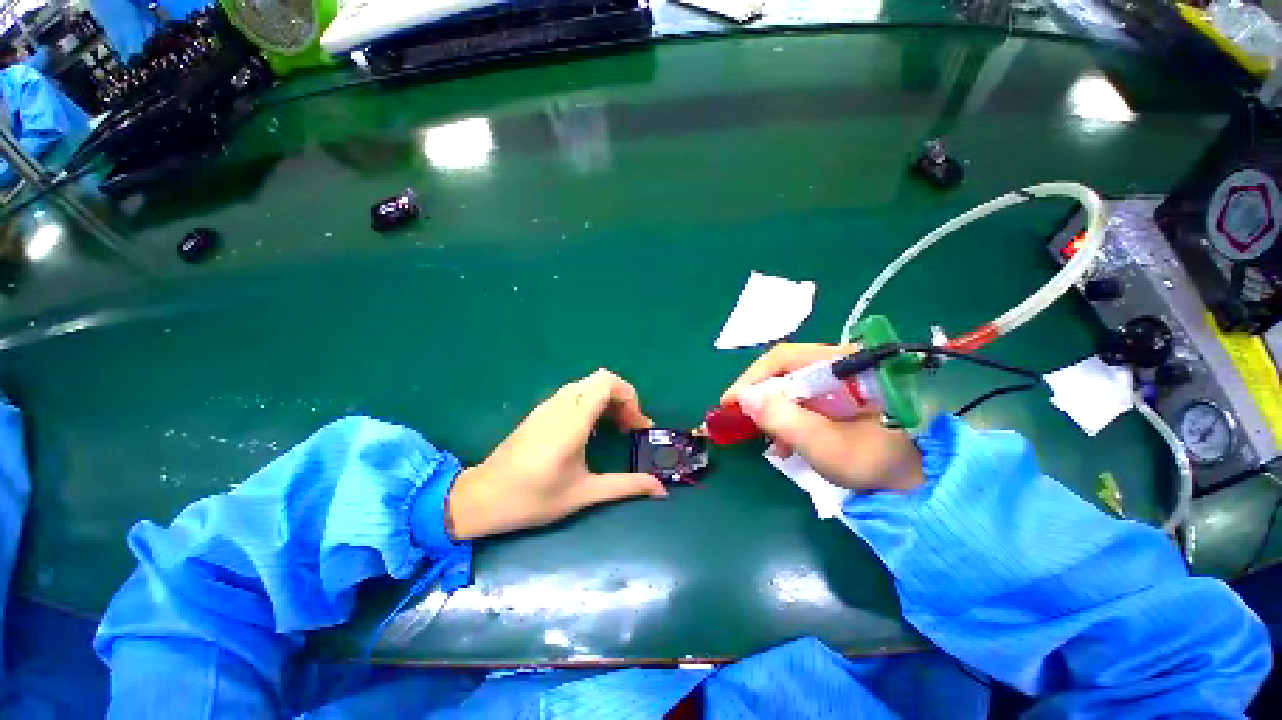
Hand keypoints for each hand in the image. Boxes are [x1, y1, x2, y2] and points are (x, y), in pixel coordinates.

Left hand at [447, 369, 667, 539]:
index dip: (629, 397)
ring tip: (615, 428)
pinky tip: (591, 431)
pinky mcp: (540, 411)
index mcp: (572, 422)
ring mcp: (548, 406)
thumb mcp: (584, 494)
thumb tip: (660, 489)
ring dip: (607, 399)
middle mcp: (560, 405)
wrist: (482, 498)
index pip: (606, 383)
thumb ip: (625, 486)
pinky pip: (574, 393)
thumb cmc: (533, 498)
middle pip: (600, 379)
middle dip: (622, 398)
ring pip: (587, 384)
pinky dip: (592, 402)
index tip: (635, 426)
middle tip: (629, 427)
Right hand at [722, 344, 922, 492]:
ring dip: (773, 408)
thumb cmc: (878, 464)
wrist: (919, 483)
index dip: (752, 377)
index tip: (730, 401)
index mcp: (848, 364)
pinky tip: (786, 441)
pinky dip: (788, 416)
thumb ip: (784, 419)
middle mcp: (843, 362)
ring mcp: (842, 378)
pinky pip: (802, 397)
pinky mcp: (840, 393)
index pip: (786, 358)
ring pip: (791, 383)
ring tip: (768, 438)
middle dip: (761, 395)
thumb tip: (743, 396)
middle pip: (786, 369)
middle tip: (743, 419)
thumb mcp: (826, 445)